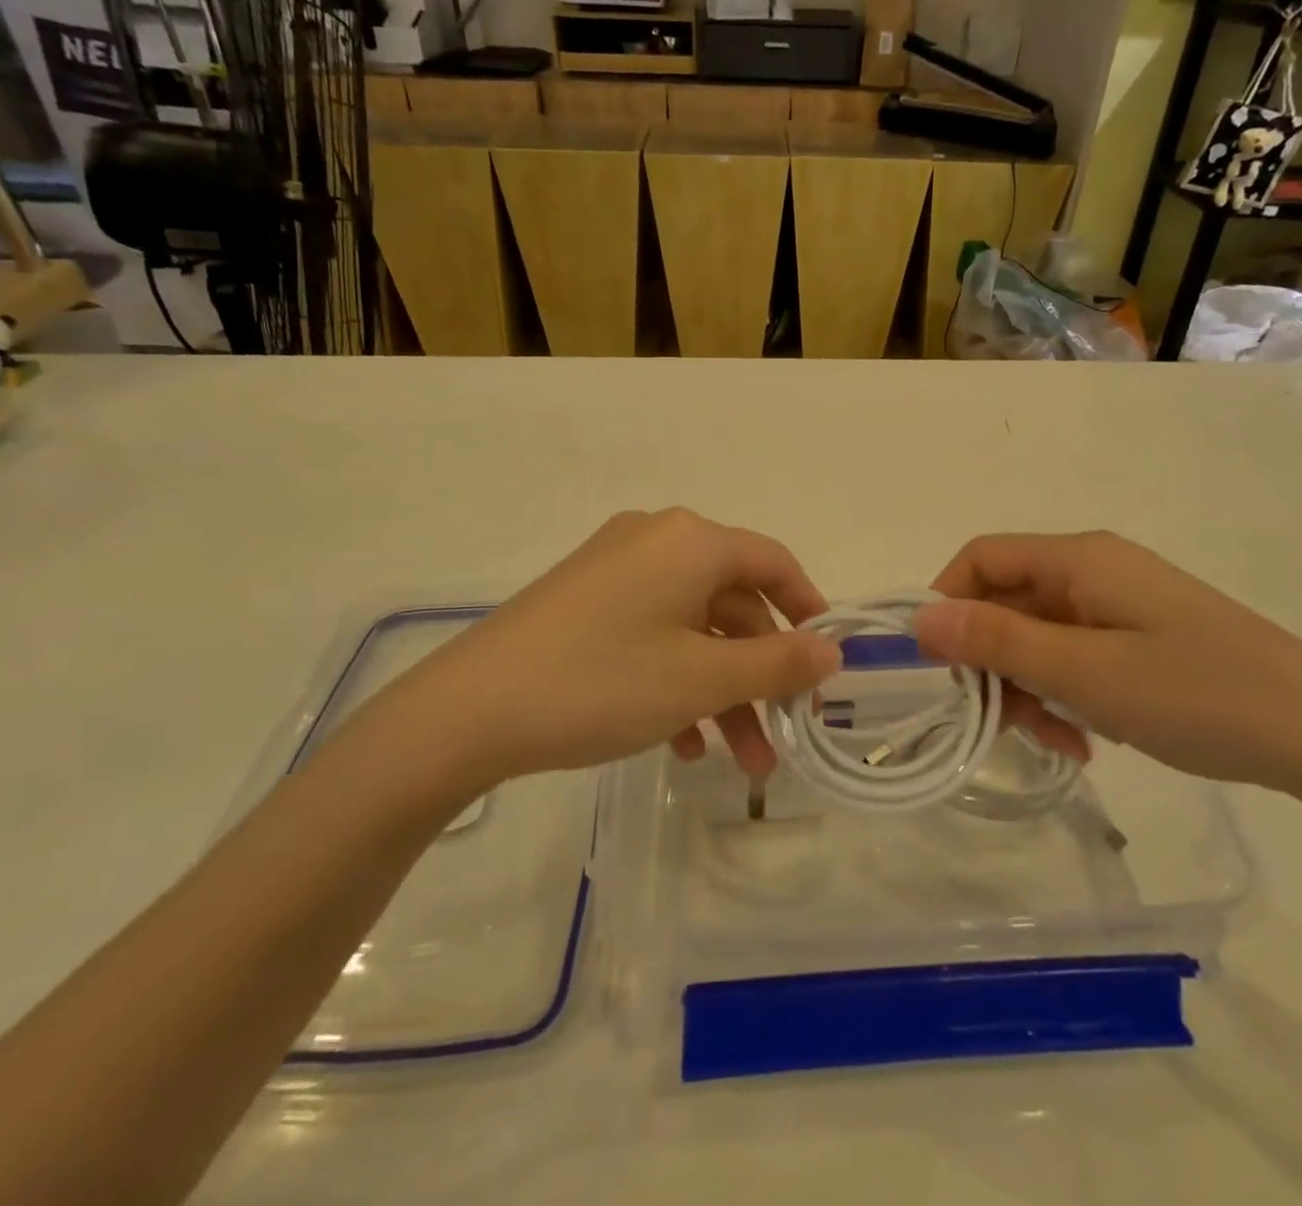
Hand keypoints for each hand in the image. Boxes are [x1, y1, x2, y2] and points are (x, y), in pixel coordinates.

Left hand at [358, 510, 840, 796]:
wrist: (468, 711)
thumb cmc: (603, 682)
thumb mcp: (702, 678)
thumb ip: (778, 664)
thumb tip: (833, 650)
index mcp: (690, 541)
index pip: (772, 562)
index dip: (808, 609)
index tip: (826, 661)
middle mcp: (655, 541)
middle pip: (732, 601)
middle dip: (760, 673)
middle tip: (782, 734)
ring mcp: (615, 571)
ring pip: (692, 627)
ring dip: (721, 689)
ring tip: (737, 761)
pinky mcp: (584, 603)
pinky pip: (651, 634)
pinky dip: (676, 682)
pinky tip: (681, 743)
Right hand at [915, 532, 1301, 801]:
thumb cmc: (1201, 695)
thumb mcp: (1087, 673)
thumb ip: (998, 641)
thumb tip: (920, 618)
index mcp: (1081, 560)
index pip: (981, 558)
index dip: (946, 602)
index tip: (937, 667)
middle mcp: (1095, 571)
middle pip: (1008, 600)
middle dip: (991, 659)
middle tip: (997, 721)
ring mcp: (1121, 605)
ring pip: (1038, 634)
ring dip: (1028, 685)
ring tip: (1052, 740)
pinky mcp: (1142, 638)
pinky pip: (1076, 655)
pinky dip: (1064, 693)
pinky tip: (1084, 740)